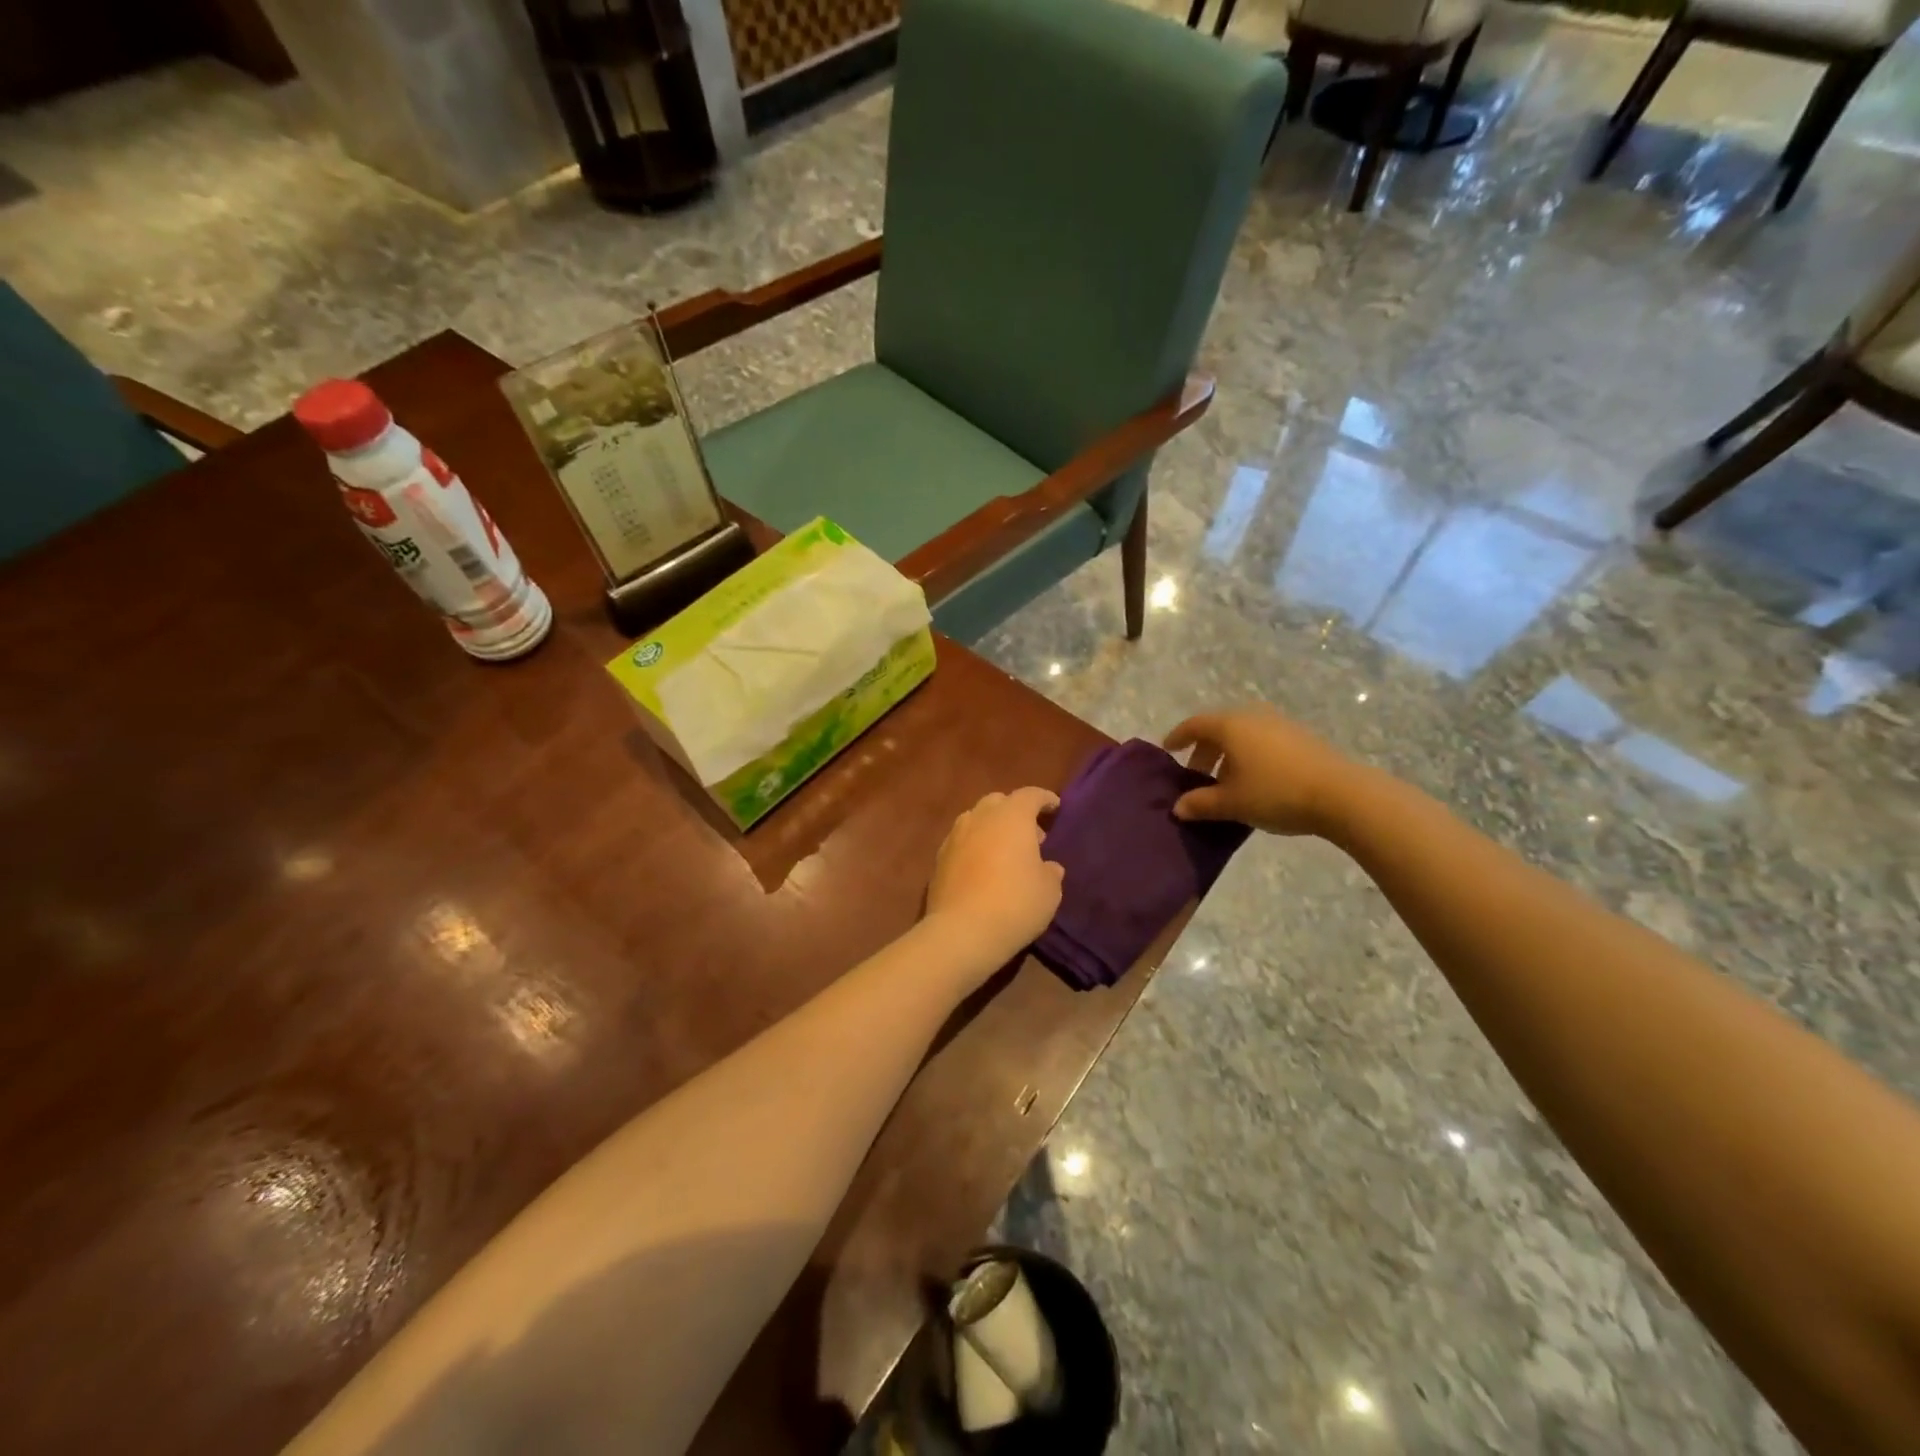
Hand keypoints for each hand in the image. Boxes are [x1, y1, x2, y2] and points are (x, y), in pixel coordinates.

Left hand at [926, 787, 1064, 968]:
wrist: (962, 931)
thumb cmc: (1016, 903)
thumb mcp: (1049, 890)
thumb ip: (1050, 872)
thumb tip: (1048, 867)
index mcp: (1011, 816)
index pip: (1030, 795)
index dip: (1044, 799)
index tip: (1054, 807)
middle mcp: (980, 817)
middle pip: (998, 802)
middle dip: (1015, 812)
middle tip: (1031, 834)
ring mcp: (955, 837)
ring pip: (976, 820)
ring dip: (992, 828)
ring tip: (1005, 852)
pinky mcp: (939, 859)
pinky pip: (962, 842)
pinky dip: (975, 847)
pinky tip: (983, 868)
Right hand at [1163, 707, 1361, 836]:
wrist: (1341, 794)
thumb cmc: (1275, 793)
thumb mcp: (1231, 803)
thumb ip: (1200, 804)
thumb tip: (1178, 808)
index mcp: (1230, 726)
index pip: (1194, 725)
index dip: (1178, 736)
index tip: (1169, 749)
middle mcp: (1253, 717)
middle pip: (1219, 728)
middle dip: (1204, 750)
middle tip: (1197, 774)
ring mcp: (1280, 724)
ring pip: (1243, 734)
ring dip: (1228, 754)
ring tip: (1226, 782)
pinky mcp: (1301, 737)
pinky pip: (1263, 740)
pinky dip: (1250, 755)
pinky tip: (1255, 781)